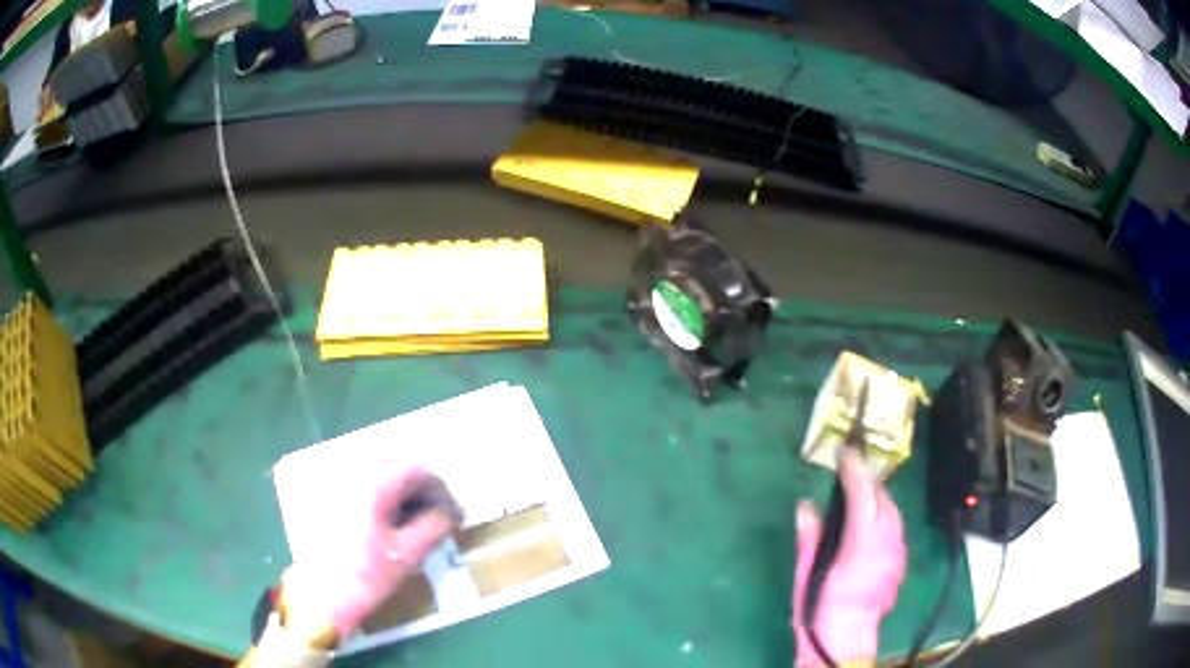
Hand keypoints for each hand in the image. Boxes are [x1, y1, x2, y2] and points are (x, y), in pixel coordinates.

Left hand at [280, 466, 461, 641]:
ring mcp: (336, 484)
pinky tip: (388, 519)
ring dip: (400, 488)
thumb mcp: (408, 554)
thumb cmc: (366, 575)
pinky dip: (380, 493)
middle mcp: (351, 474)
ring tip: (414, 517)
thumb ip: (434, 526)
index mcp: (373, 485)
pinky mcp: (326, 497)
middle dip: (419, 486)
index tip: (452, 512)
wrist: (323, 595)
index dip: (439, 489)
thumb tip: (450, 514)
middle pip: (394, 464)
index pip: (415, 470)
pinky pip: (360, 482)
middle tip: (436, 512)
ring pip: (376, 472)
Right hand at [792, 450, 905, 666]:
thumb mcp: (806, 576)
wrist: (844, 641)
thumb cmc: (818, 612)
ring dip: (877, 495)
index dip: (855, 470)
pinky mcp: (900, 562)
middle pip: (884, 500)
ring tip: (859, 488)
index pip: (863, 497)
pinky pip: (896, 526)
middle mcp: (886, 547)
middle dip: (868, 480)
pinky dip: (884, 513)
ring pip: (894, 512)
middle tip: (849, 468)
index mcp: (860, 549)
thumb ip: (810, 538)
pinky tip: (871, 518)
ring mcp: (897, 554)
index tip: (845, 453)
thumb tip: (807, 505)